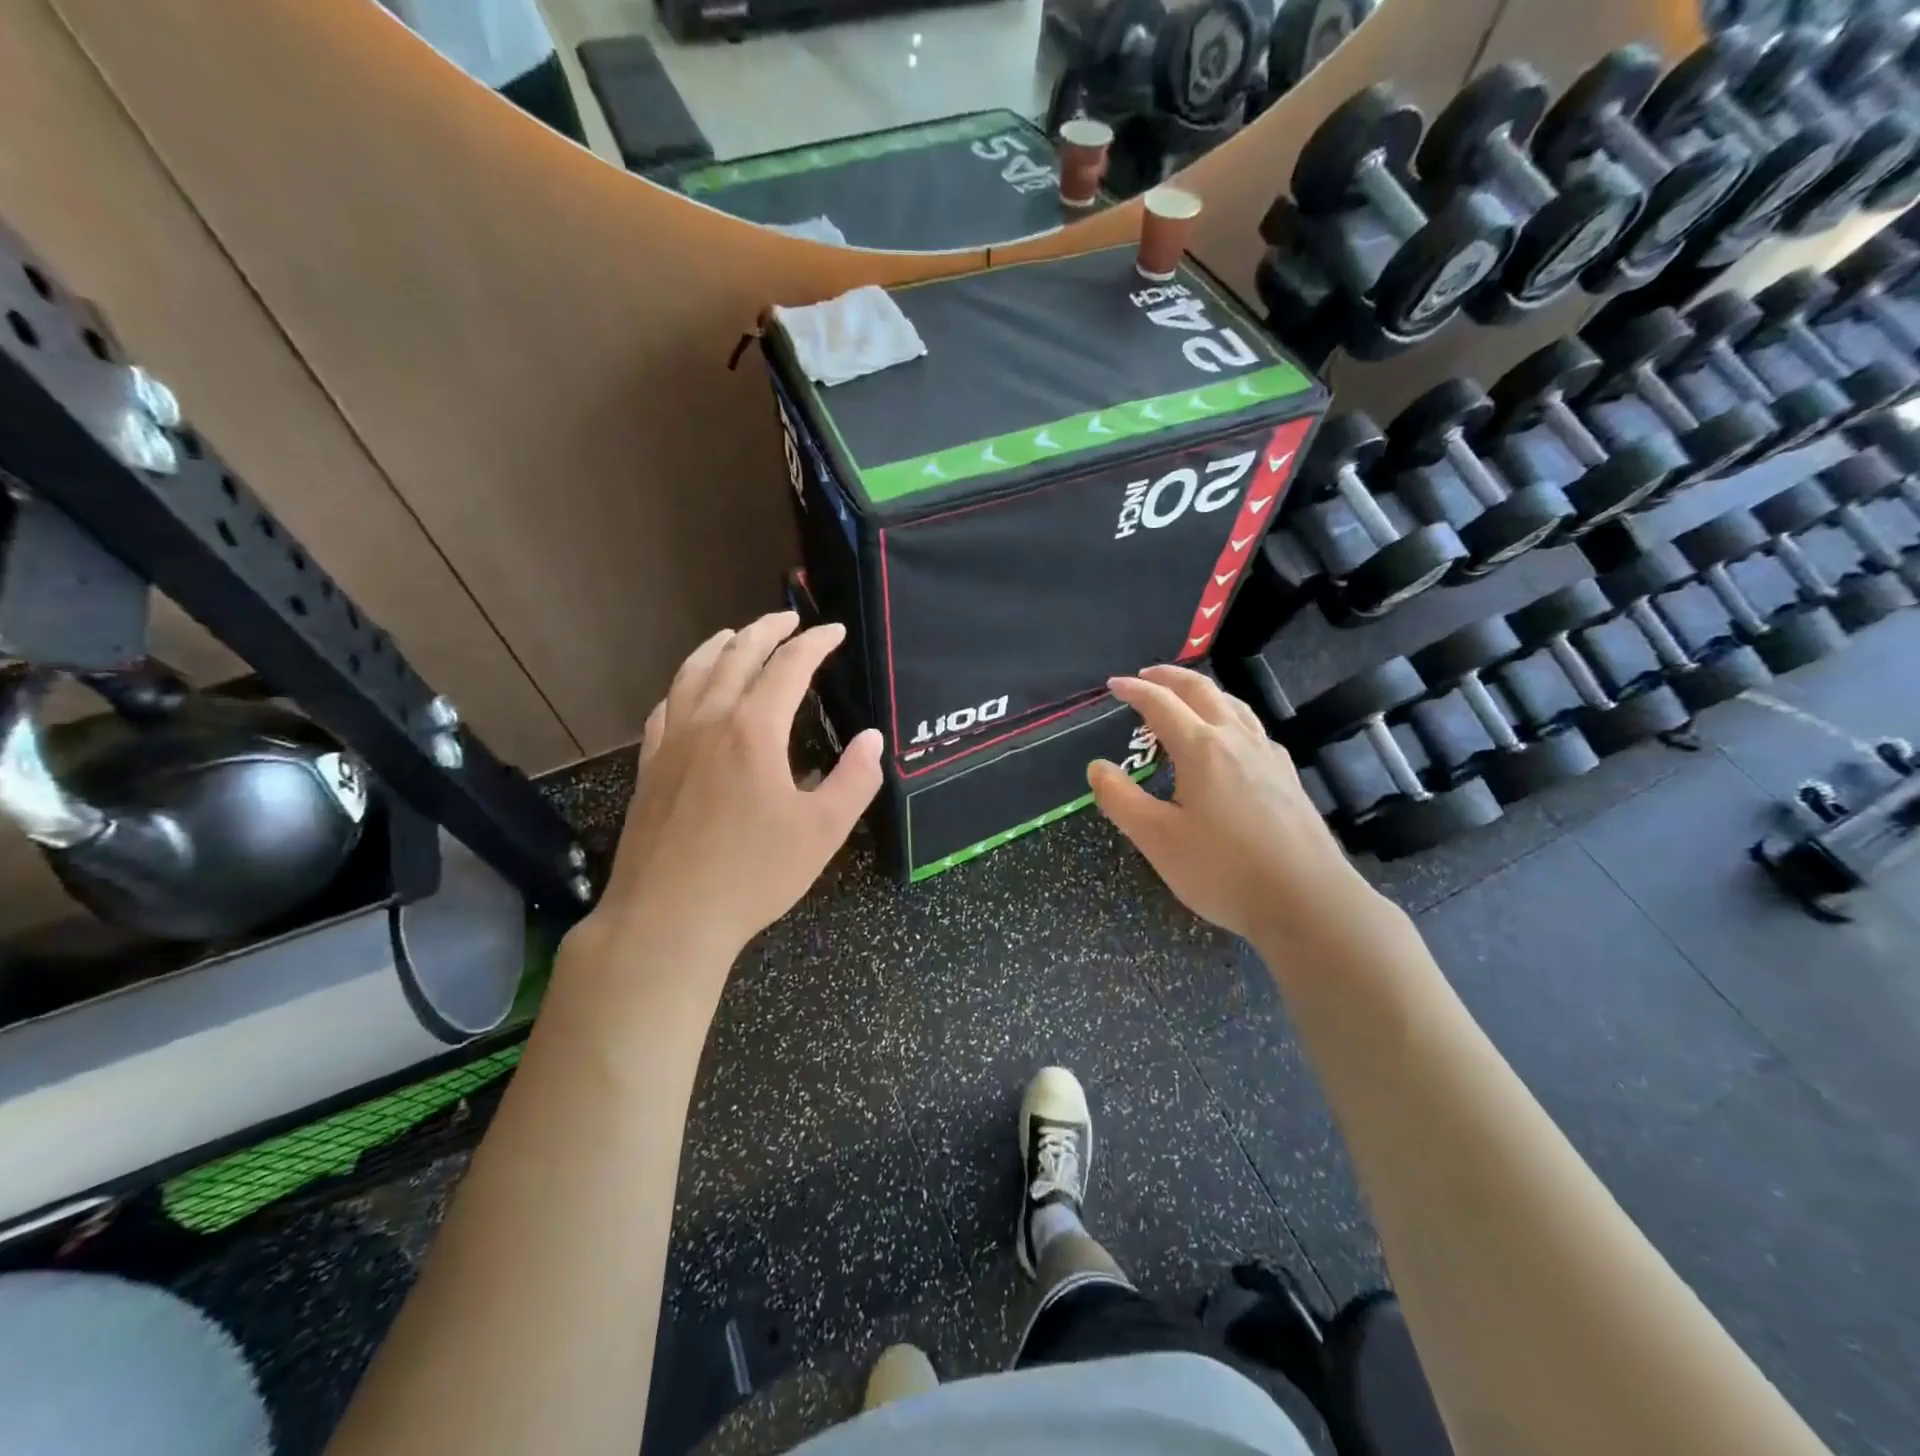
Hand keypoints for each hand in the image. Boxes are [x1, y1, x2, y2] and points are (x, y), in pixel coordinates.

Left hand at [579, 611, 882, 972]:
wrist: (668, 917)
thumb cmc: (753, 875)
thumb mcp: (823, 831)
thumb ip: (855, 779)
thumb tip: (871, 738)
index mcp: (754, 731)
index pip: (788, 667)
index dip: (814, 643)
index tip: (833, 631)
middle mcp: (709, 722)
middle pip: (736, 656)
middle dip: (766, 631)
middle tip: (789, 619)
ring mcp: (673, 742)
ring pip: (693, 673)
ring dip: (719, 646)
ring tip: (736, 635)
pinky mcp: (651, 766)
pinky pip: (666, 707)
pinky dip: (684, 685)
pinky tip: (690, 691)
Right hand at [1087, 665, 1382, 948]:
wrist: (1308, 902)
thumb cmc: (1223, 870)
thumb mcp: (1157, 839)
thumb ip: (1120, 799)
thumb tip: (1097, 767)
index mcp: (1202, 748)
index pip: (1161, 704)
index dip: (1134, 690)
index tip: (1113, 685)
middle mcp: (1237, 740)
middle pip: (1202, 691)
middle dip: (1170, 677)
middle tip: (1145, 676)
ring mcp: (1268, 756)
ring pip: (1233, 704)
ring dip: (1202, 692)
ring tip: (1184, 698)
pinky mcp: (1287, 776)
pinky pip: (1252, 727)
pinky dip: (1228, 715)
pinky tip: (1229, 739)